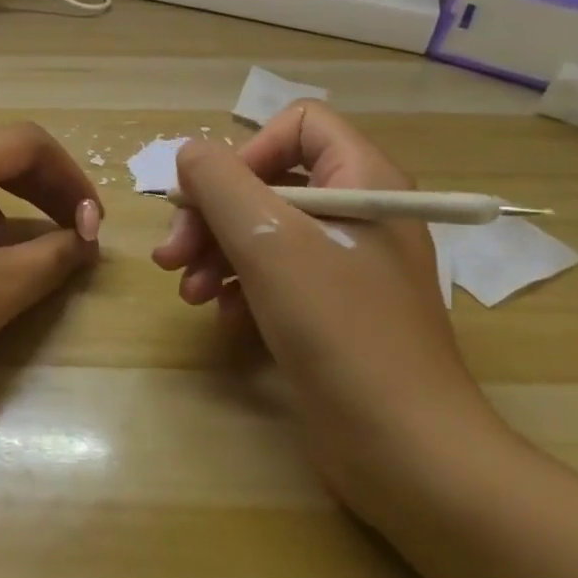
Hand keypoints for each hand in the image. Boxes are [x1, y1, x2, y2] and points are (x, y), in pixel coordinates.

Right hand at [151, 101, 502, 519]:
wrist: (406, 452)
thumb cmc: (340, 330)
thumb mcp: (269, 243)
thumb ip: (220, 183)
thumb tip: (191, 153)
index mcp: (363, 182)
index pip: (299, 125)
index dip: (247, 151)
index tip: (213, 197)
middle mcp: (357, 214)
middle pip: (266, 182)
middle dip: (211, 215)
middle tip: (171, 255)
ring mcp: (345, 266)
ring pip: (261, 231)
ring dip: (214, 254)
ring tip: (187, 293)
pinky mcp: (330, 311)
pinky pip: (272, 276)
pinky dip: (238, 290)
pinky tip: (221, 319)